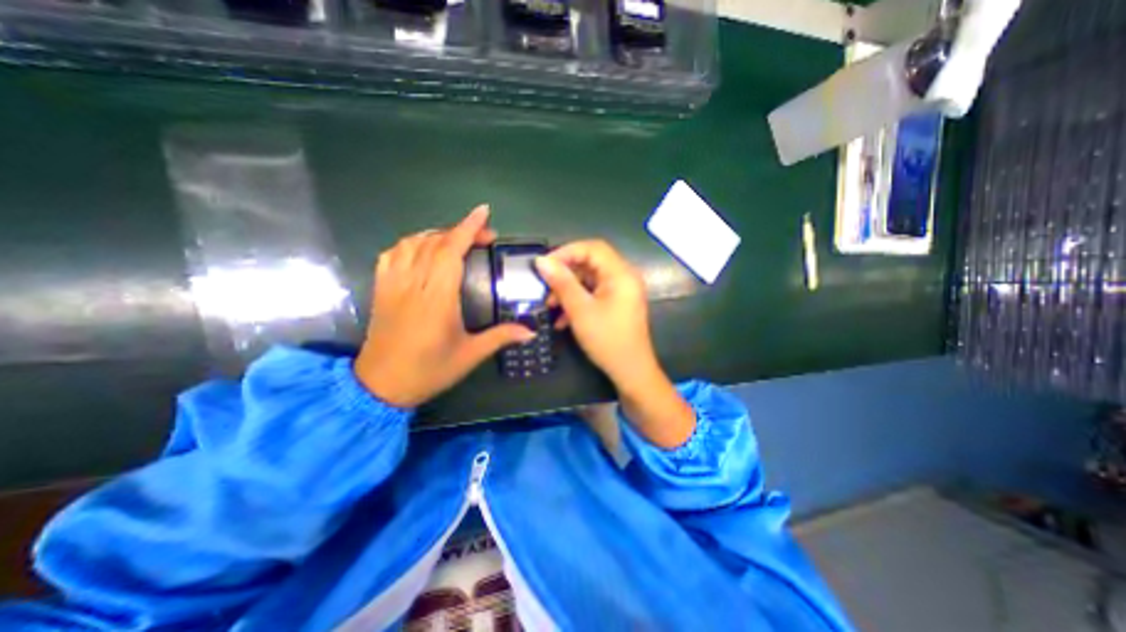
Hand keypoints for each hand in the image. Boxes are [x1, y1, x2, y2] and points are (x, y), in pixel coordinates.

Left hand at [357, 205, 537, 406]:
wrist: (381, 386)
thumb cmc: (429, 370)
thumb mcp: (470, 355)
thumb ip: (501, 337)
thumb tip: (531, 331)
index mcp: (438, 298)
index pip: (451, 251)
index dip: (468, 228)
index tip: (483, 212)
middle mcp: (414, 284)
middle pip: (435, 242)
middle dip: (461, 231)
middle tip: (484, 236)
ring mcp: (393, 284)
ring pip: (413, 243)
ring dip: (437, 235)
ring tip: (455, 241)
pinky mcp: (381, 289)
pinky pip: (392, 254)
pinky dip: (410, 244)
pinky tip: (422, 249)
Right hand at [534, 242, 655, 388]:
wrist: (631, 372)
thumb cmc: (607, 340)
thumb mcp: (580, 311)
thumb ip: (561, 283)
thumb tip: (541, 261)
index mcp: (621, 273)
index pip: (592, 248)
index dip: (566, 252)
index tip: (544, 265)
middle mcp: (623, 277)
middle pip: (590, 263)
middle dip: (565, 274)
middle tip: (544, 286)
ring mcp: (620, 291)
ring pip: (589, 280)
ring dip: (568, 290)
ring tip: (550, 305)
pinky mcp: (616, 304)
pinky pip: (593, 294)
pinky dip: (577, 301)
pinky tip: (562, 319)